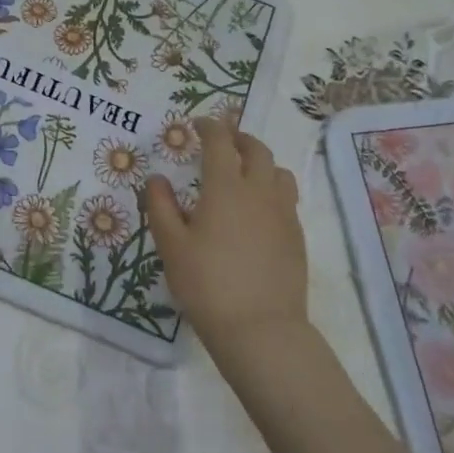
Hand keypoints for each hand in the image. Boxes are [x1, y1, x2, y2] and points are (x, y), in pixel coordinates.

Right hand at [143, 118, 307, 349]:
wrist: (259, 328)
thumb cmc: (207, 283)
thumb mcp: (171, 245)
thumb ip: (160, 206)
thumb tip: (156, 179)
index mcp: (226, 186)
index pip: (219, 142)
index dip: (208, 127)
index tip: (197, 124)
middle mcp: (259, 191)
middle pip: (256, 149)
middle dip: (238, 138)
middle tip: (222, 142)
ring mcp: (283, 213)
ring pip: (278, 171)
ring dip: (261, 162)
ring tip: (244, 173)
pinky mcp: (297, 236)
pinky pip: (286, 199)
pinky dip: (271, 190)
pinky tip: (257, 211)